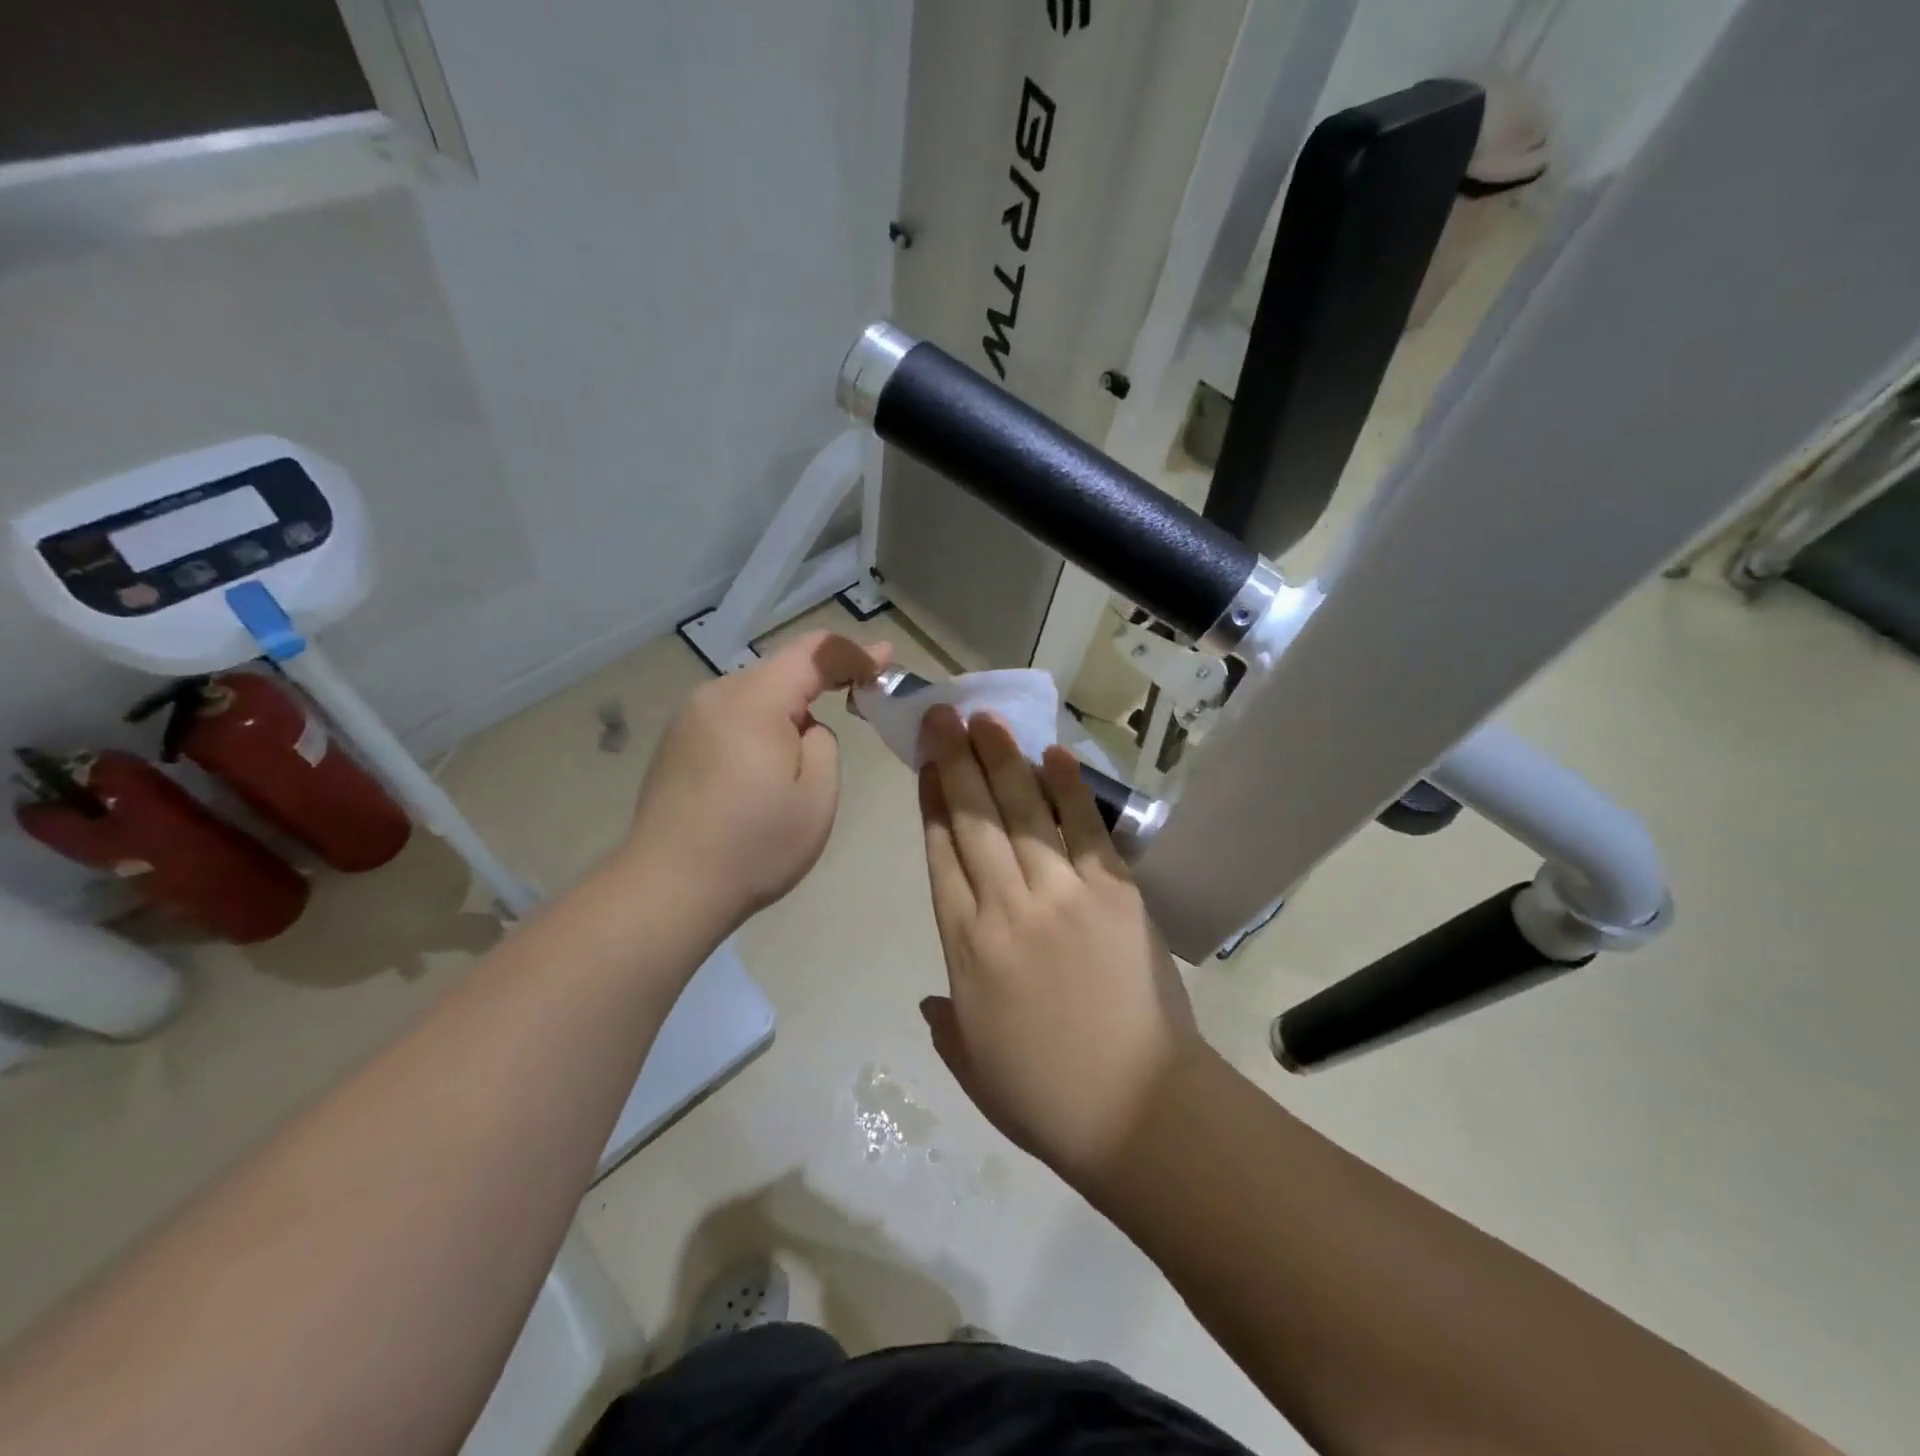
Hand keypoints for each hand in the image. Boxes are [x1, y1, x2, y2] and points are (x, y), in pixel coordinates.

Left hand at [624, 630, 888, 931]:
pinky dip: (761, 723)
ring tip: (810, 745)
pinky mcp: (677, 743)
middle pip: (781, 668)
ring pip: (755, 693)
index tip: (887, 659)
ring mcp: (689, 718)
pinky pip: (732, 715)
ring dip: (790, 704)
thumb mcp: (817, 796)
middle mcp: (716, 695)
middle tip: (862, 695)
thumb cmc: (754, 846)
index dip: (855, 651)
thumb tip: (805, 728)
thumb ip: (823, 743)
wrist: (668, 889)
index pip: (813, 653)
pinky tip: (766, 762)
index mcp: (754, 701)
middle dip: (824, 677)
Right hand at [916, 707, 1204, 1186]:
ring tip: (987, 719)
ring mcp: (1063, 894)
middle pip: (975, 819)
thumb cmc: (1046, 1097)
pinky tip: (1053, 755)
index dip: (932, 803)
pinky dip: (1069, 790)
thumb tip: (930, 998)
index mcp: (965, 948)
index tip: (926, 765)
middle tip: (944, 714)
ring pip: (1023, 812)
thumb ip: (946, 1024)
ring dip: (1003, 760)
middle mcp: (1007, 907)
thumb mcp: (974, 1065)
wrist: (1138, 1111)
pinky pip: (1085, 830)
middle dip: (956, 761)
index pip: (940, 855)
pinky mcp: (1115, 893)